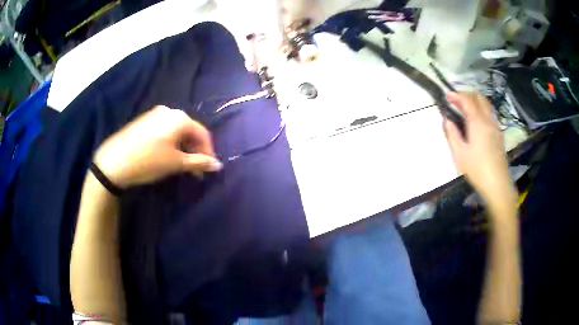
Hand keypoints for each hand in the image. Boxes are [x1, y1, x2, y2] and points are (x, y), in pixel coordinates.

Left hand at [93, 106, 221, 187]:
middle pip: (189, 130)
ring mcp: (155, 114)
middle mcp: (169, 111)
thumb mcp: (175, 163)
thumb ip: (198, 162)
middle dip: (195, 150)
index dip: (208, 151)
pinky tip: (166, 155)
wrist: (114, 161)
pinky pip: (164, 130)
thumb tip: (218, 165)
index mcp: (180, 118)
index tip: (208, 169)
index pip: (203, 133)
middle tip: (195, 170)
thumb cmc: (148, 161)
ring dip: (183, 147)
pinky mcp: (144, 121)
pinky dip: (171, 143)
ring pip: (176, 131)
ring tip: (181, 165)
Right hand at [444, 92, 516, 208]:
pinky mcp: (499, 133)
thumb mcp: (460, 155)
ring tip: (466, 108)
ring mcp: (495, 126)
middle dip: (466, 94)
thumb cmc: (477, 170)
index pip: (467, 100)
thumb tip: (447, 121)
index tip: (447, 96)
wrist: (498, 184)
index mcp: (477, 123)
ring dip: (475, 101)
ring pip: (486, 104)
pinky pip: (490, 113)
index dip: (456, 95)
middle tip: (456, 101)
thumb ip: (452, 135)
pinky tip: (478, 120)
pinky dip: (482, 109)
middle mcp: (488, 120)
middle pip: (478, 97)